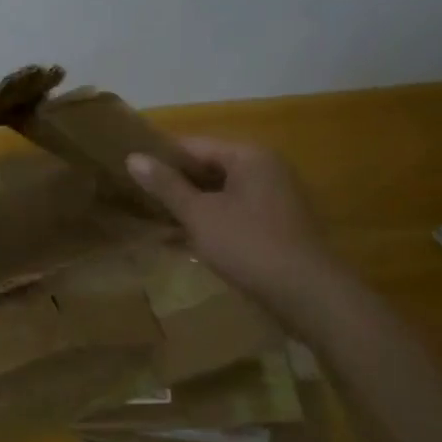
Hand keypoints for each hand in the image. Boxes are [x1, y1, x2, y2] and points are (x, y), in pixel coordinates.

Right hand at [126, 138, 339, 309]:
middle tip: (139, 199)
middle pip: (209, 167)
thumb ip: (166, 185)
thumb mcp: (198, 214)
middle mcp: (267, 169)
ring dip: (192, 206)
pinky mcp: (279, 225)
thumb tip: (133, 157)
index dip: (161, 158)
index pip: (194, 145)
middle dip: (176, 184)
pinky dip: (212, 221)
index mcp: (249, 156)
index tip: (132, 174)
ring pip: (221, 193)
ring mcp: (276, 198)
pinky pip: (236, 213)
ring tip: (157, 220)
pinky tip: (186, 241)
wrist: (309, 295)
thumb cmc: (249, 245)